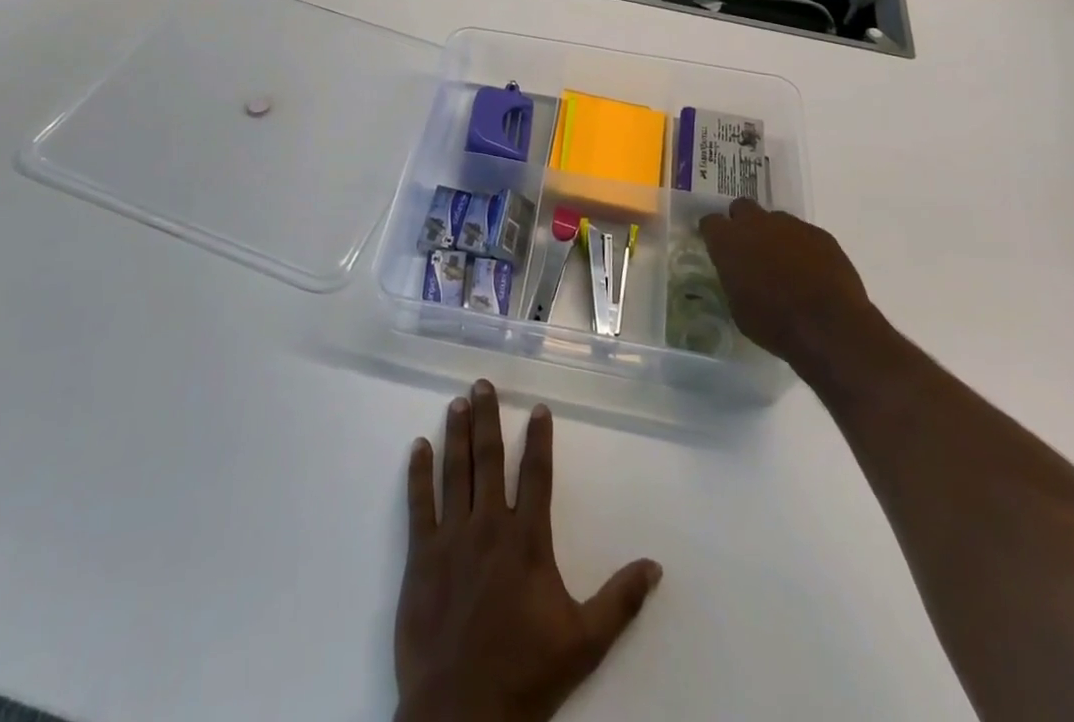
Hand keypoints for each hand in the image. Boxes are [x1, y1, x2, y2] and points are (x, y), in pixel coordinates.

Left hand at [394, 380, 661, 721]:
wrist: (462, 713)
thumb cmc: (526, 674)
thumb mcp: (584, 641)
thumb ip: (620, 600)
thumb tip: (655, 566)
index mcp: (527, 540)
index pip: (536, 475)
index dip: (539, 439)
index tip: (539, 408)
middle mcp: (489, 526)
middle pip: (490, 459)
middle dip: (488, 418)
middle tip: (482, 384)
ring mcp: (452, 538)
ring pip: (455, 472)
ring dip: (457, 434)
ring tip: (457, 403)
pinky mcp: (421, 556)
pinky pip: (419, 504)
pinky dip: (419, 473)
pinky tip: (418, 446)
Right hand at [697, 198, 873, 361]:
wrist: (829, 326)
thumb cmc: (774, 323)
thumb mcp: (738, 307)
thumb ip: (734, 278)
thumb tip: (739, 274)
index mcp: (728, 241)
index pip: (710, 222)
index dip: (714, 233)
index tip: (718, 246)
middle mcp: (756, 223)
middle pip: (742, 208)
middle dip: (743, 223)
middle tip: (750, 248)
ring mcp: (791, 225)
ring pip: (775, 220)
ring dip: (775, 236)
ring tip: (785, 264)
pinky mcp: (820, 234)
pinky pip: (804, 233)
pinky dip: (803, 247)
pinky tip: (811, 271)